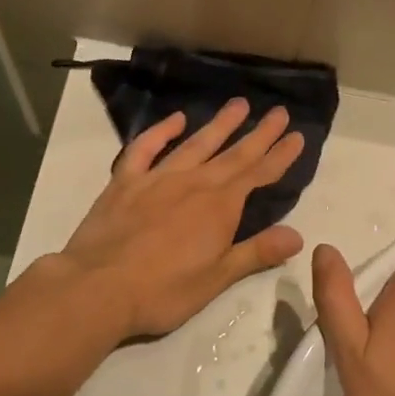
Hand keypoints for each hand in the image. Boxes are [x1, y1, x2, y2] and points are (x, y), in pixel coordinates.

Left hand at [55, 98, 305, 339]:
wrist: (97, 288)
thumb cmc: (163, 291)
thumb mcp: (216, 279)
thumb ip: (256, 253)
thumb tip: (298, 236)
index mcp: (219, 207)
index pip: (258, 175)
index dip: (280, 156)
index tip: (297, 136)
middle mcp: (193, 184)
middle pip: (233, 154)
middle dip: (259, 134)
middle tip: (279, 112)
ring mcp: (157, 179)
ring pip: (196, 144)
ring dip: (219, 124)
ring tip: (238, 104)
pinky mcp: (125, 182)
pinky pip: (145, 149)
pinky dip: (161, 132)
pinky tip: (175, 120)